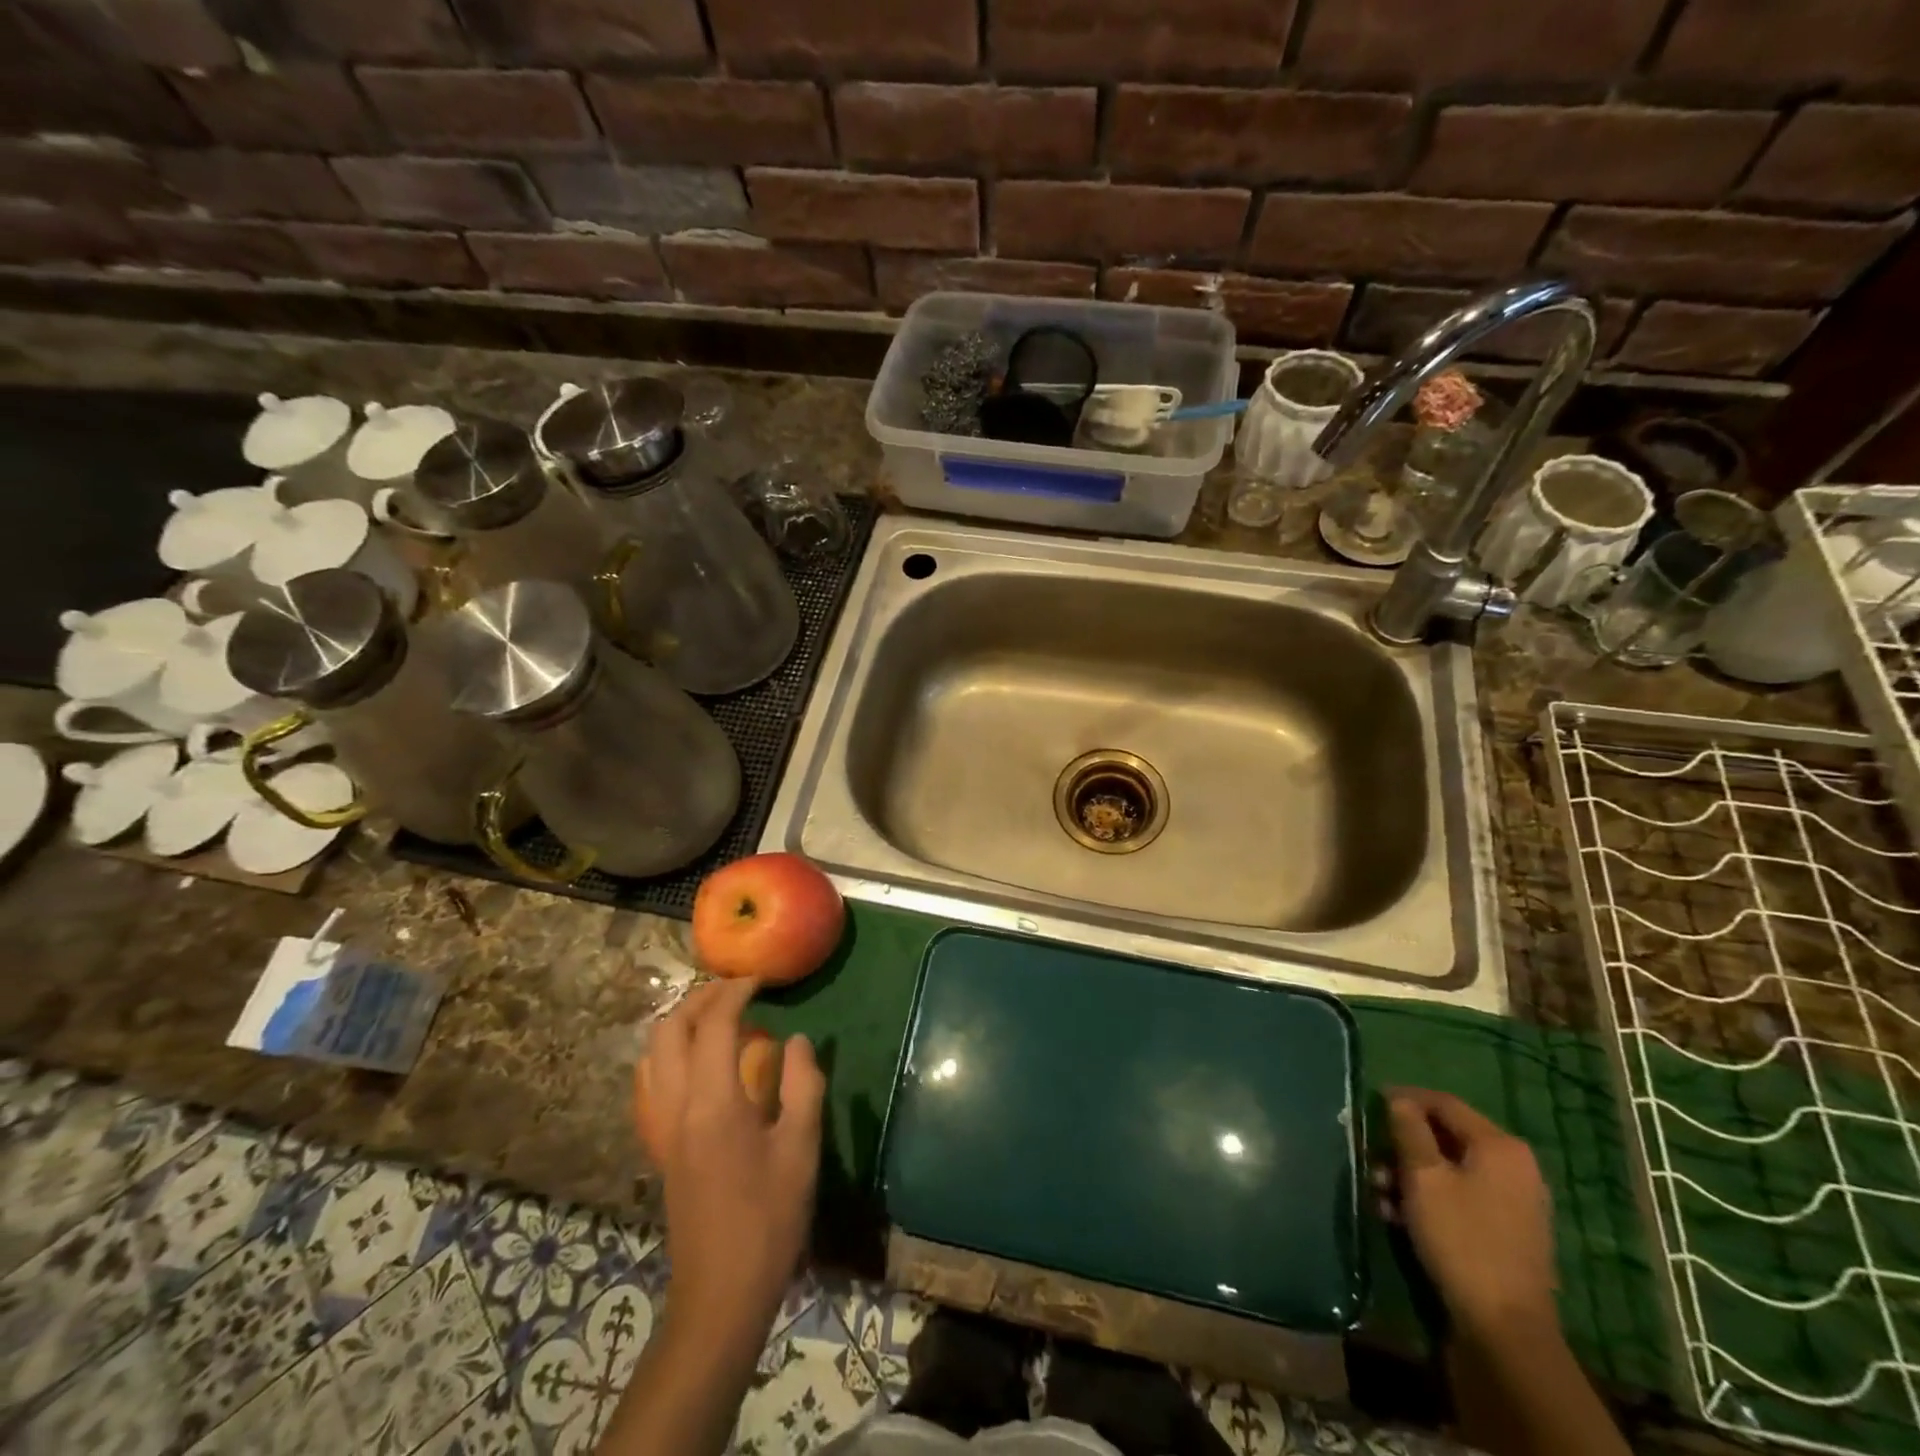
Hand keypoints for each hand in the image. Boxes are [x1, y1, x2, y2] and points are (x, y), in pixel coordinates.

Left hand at [638, 978, 824, 1353]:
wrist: (721, 1294)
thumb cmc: (769, 1219)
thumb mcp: (801, 1148)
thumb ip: (803, 1085)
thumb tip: (798, 1041)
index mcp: (713, 1103)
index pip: (714, 1026)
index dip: (736, 993)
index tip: (761, 980)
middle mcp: (676, 1107)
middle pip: (670, 1031)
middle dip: (701, 1000)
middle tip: (737, 992)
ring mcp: (662, 1129)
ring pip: (652, 1055)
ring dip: (680, 1025)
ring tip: (718, 1018)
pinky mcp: (660, 1148)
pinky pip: (651, 1083)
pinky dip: (670, 1055)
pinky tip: (698, 1064)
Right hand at [1385, 1088, 1557, 1344]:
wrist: (1506, 1329)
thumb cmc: (1461, 1239)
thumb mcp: (1423, 1177)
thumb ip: (1408, 1129)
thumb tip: (1399, 1100)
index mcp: (1499, 1146)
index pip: (1444, 1103)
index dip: (1404, 1097)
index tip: (1370, 1102)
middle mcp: (1514, 1166)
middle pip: (1446, 1136)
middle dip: (1403, 1144)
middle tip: (1371, 1156)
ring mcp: (1515, 1201)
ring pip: (1450, 1168)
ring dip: (1410, 1174)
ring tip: (1380, 1192)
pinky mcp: (1508, 1230)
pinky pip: (1461, 1196)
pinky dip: (1430, 1198)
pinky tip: (1399, 1215)